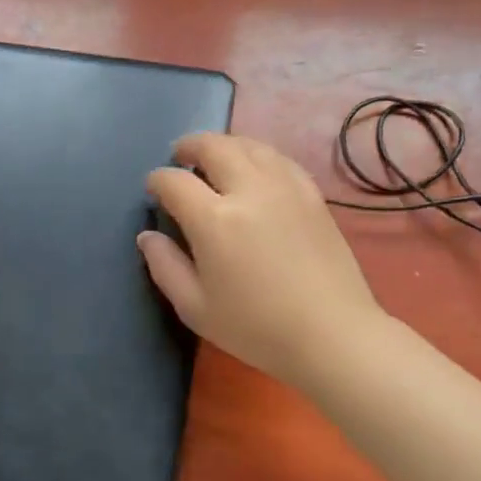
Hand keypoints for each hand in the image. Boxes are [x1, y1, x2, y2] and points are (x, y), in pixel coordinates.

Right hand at [139, 134, 380, 387]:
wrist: (331, 335)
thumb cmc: (255, 328)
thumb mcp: (195, 307)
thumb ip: (165, 267)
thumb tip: (148, 236)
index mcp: (214, 220)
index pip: (175, 182)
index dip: (157, 181)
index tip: (153, 189)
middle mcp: (249, 191)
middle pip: (214, 148)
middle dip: (190, 146)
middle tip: (180, 156)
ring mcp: (285, 188)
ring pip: (250, 145)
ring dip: (224, 145)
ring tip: (214, 157)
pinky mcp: (312, 195)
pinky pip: (279, 159)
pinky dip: (258, 154)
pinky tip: (254, 168)